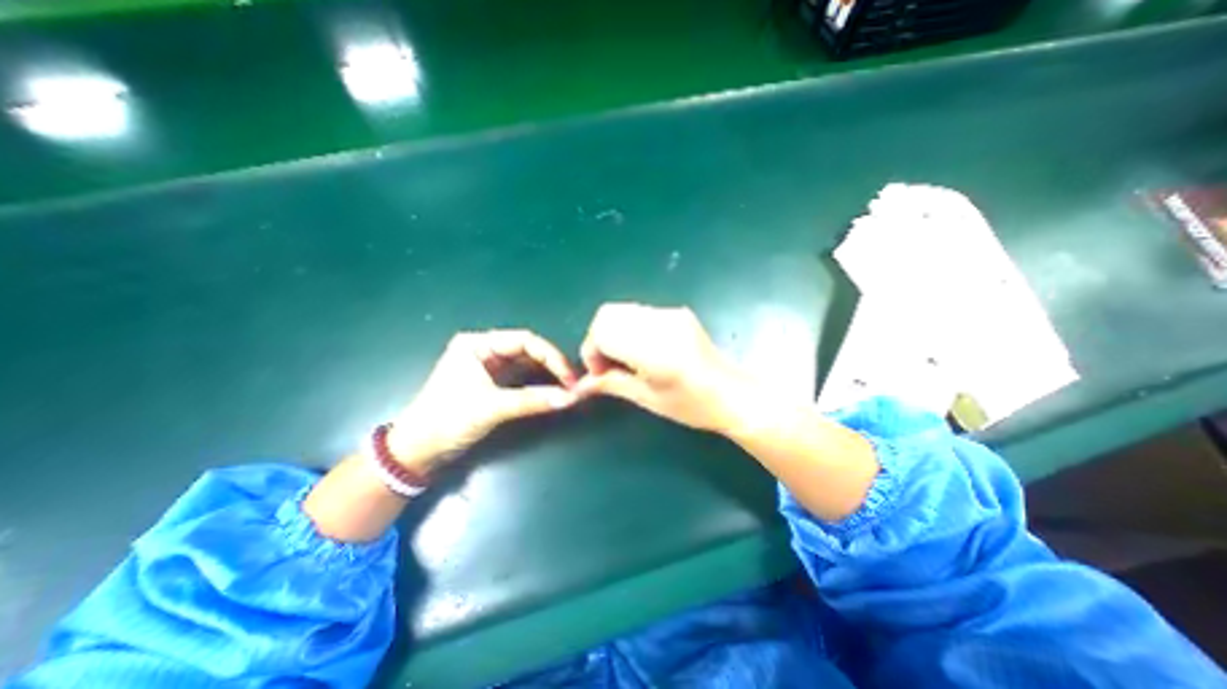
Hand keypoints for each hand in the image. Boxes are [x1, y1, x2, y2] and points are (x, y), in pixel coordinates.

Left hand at [392, 330, 584, 469]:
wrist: (417, 451)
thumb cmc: (449, 420)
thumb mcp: (492, 408)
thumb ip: (533, 401)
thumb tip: (571, 398)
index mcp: (477, 344)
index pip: (525, 341)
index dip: (551, 356)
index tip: (570, 376)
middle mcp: (483, 349)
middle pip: (527, 350)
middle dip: (551, 364)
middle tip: (572, 382)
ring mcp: (488, 366)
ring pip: (526, 363)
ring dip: (546, 374)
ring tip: (567, 385)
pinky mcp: (491, 383)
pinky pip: (520, 377)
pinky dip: (537, 383)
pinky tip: (551, 389)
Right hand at [579, 301, 758, 430]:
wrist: (733, 394)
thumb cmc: (692, 406)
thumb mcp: (648, 399)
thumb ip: (611, 384)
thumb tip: (579, 385)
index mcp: (655, 349)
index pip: (603, 332)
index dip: (592, 351)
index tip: (598, 373)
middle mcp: (661, 323)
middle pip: (608, 314)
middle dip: (598, 338)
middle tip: (608, 364)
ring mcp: (671, 314)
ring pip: (622, 310)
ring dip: (612, 332)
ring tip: (623, 358)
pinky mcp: (677, 312)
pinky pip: (639, 313)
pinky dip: (628, 328)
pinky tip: (640, 350)